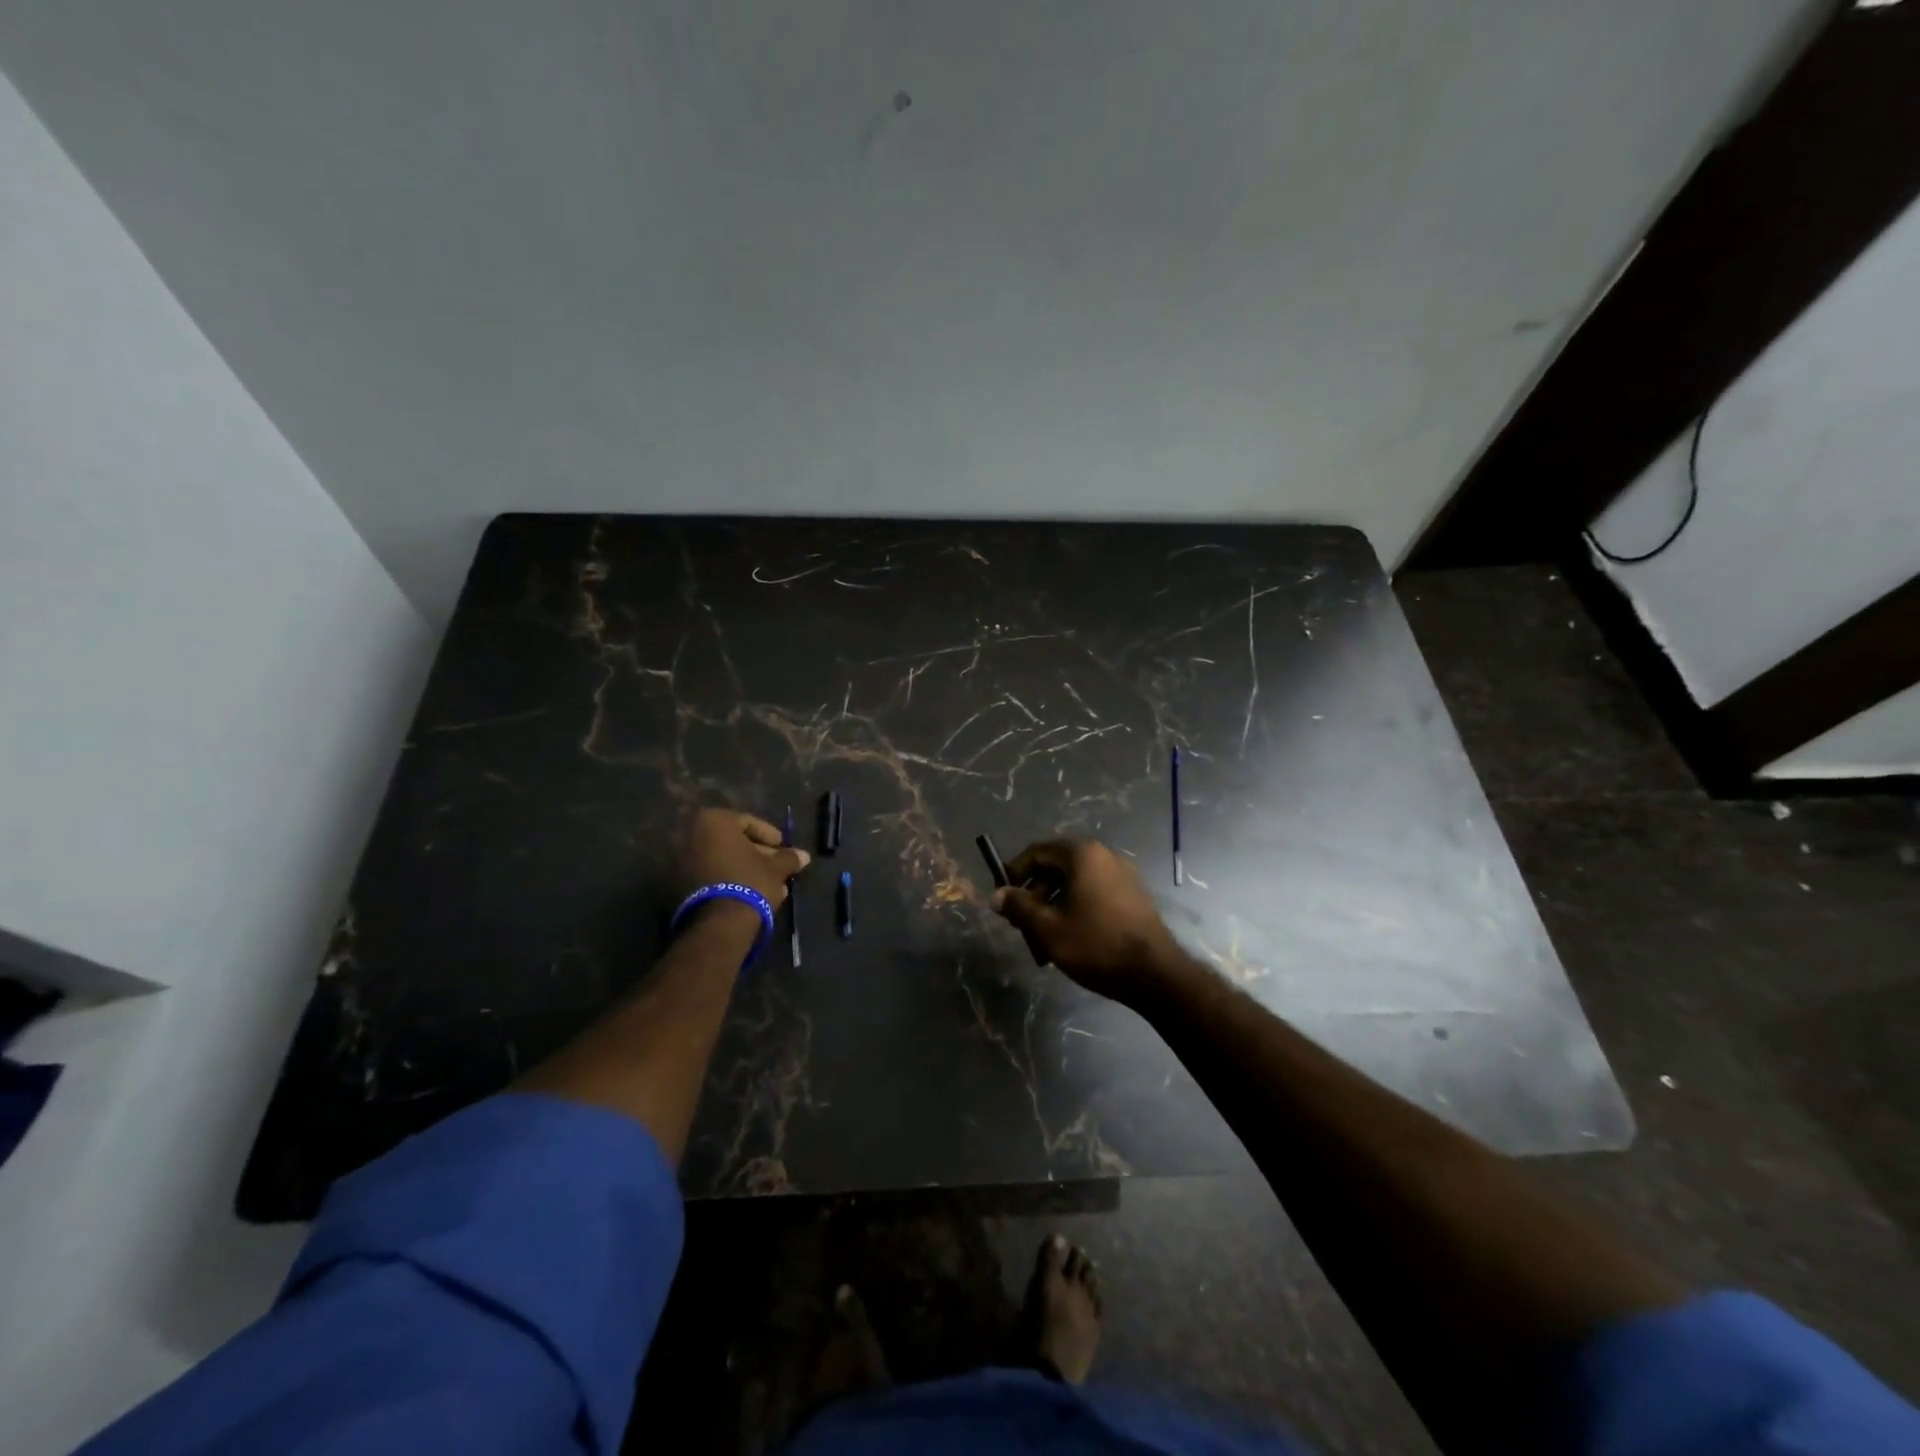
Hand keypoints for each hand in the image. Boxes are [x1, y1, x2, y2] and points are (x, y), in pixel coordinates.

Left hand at [675, 809, 809, 909]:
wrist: (718, 923)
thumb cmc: (749, 881)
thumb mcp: (775, 868)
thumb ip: (789, 858)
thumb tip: (804, 856)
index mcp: (713, 821)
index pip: (748, 821)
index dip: (769, 835)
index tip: (782, 848)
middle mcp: (690, 834)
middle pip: (732, 842)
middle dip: (756, 854)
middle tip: (776, 868)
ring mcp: (680, 860)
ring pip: (721, 860)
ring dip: (743, 870)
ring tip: (767, 885)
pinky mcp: (676, 885)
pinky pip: (709, 875)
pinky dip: (727, 880)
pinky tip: (748, 894)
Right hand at [992, 839, 1183, 1002]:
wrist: (1155, 974)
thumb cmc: (1096, 945)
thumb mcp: (1048, 928)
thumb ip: (1019, 906)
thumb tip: (997, 895)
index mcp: (1082, 855)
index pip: (1037, 852)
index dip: (1014, 873)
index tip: (1003, 899)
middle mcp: (1104, 856)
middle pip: (1056, 866)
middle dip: (1034, 893)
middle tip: (1021, 923)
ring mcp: (1122, 875)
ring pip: (1074, 883)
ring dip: (1052, 904)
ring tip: (1043, 937)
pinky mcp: (1133, 896)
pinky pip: (1093, 893)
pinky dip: (1075, 908)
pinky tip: (1070, 938)